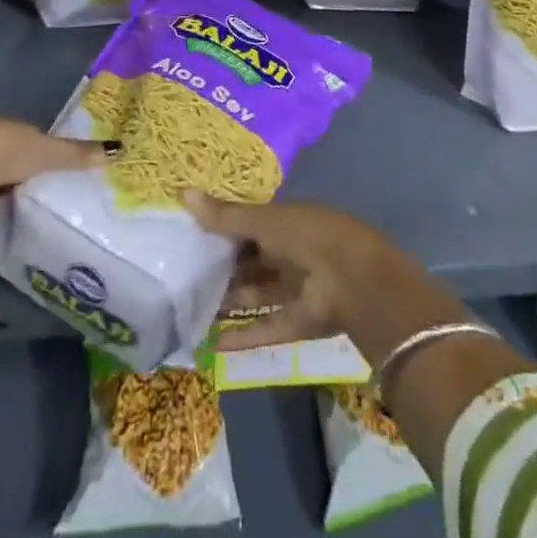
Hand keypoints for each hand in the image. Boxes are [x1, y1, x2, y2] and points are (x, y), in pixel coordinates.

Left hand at [0, 118, 114, 290]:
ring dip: (11, 212)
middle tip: (62, 202)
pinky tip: (16, 257)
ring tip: (44, 229)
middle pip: (11, 170)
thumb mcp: (42, 152)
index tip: (69, 171)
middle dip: (30, 184)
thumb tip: (117, 150)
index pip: (28, 140)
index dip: (47, 154)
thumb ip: (75, 155)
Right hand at [183, 193, 396, 348]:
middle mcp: (291, 252)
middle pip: (252, 261)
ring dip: (230, 302)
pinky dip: (244, 335)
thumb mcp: (263, 221)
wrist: (353, 279)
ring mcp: (297, 288)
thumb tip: (183, 192)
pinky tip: (213, 344)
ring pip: (257, 294)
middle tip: (186, 277)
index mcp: (286, 221)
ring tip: (192, 310)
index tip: (191, 238)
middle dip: (224, 269)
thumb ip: (225, 215)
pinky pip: (267, 327)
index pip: (249, 225)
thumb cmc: (306, 235)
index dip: (223, 231)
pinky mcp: (300, 322)